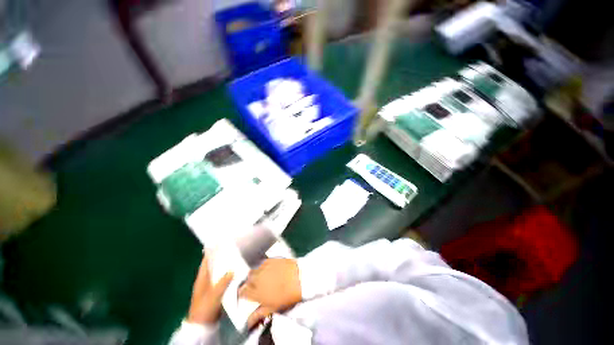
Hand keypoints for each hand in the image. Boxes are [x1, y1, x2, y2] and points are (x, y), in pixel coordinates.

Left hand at [187, 255, 233, 324]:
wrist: (203, 325)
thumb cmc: (205, 308)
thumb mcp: (213, 295)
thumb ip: (222, 282)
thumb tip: (232, 270)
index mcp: (202, 279)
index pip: (205, 262)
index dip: (210, 253)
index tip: (216, 243)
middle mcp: (206, 281)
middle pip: (213, 266)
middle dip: (220, 257)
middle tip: (230, 248)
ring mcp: (211, 287)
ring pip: (218, 273)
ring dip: (225, 266)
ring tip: (235, 257)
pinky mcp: (216, 292)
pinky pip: (223, 280)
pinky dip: (228, 275)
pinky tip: (235, 272)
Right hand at [238, 258, 301, 327]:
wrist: (299, 278)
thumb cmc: (287, 296)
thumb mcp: (272, 308)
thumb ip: (258, 314)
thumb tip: (248, 322)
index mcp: (256, 292)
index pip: (242, 292)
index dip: (243, 294)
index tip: (247, 295)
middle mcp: (257, 278)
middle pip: (247, 280)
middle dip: (250, 283)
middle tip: (256, 287)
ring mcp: (264, 267)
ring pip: (254, 270)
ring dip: (255, 274)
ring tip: (262, 278)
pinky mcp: (271, 259)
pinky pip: (262, 263)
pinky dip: (263, 267)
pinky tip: (268, 270)